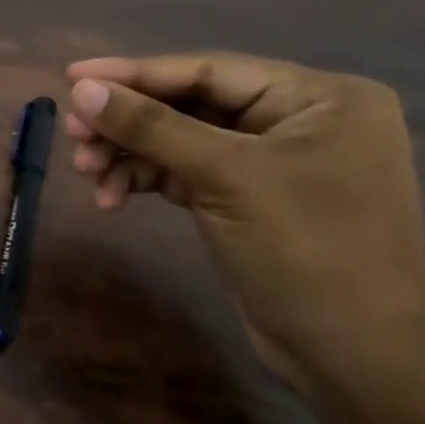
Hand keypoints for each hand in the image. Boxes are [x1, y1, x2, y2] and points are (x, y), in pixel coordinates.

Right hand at [63, 52, 424, 392]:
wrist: (353, 353)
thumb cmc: (306, 249)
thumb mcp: (223, 177)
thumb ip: (151, 127)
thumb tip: (81, 89)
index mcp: (317, 98)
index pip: (207, 70)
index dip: (134, 73)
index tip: (70, 76)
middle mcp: (296, 119)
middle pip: (187, 104)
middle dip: (127, 122)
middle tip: (73, 138)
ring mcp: (271, 160)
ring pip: (178, 139)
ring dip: (129, 154)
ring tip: (87, 174)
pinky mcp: (246, 196)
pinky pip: (182, 171)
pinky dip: (145, 180)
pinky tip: (112, 199)